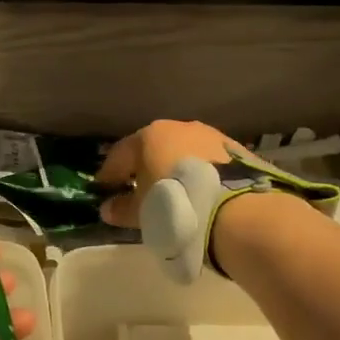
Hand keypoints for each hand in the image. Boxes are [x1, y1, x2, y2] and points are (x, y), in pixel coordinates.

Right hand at [94, 120, 243, 227]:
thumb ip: (122, 208)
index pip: (119, 154)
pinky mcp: (236, 149)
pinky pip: (207, 160)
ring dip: (173, 167)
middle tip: (138, 188)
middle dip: (143, 166)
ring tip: (173, 190)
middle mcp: (178, 127)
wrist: (235, 210)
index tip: (104, 189)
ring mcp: (210, 135)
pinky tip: (199, 190)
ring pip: (182, 151)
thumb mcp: (142, 213)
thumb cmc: (173, 204)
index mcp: (148, 137)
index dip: (109, 173)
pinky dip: (198, 172)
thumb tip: (108, 208)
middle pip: (152, 147)